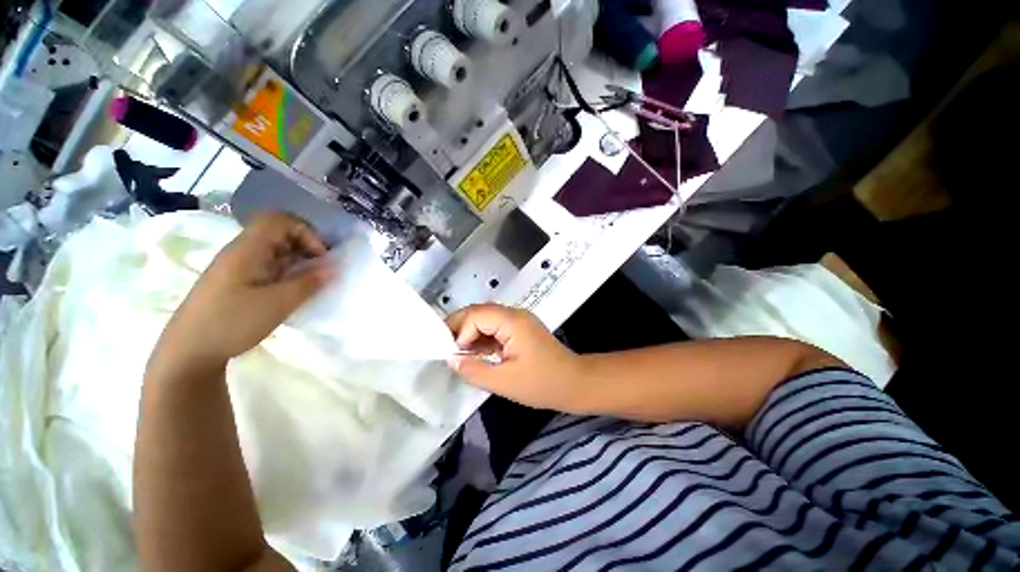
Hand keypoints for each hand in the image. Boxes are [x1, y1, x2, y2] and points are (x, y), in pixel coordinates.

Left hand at [157, 212, 333, 366]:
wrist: (188, 351)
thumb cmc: (232, 322)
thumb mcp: (278, 303)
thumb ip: (308, 282)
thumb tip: (333, 267)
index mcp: (248, 249)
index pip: (281, 220)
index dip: (307, 232)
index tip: (320, 257)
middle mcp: (242, 251)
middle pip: (280, 233)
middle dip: (307, 247)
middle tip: (321, 270)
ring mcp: (239, 267)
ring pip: (276, 251)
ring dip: (299, 262)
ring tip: (310, 283)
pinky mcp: (238, 281)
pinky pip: (269, 267)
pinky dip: (288, 273)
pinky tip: (292, 292)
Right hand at [446, 304, 587, 412]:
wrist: (574, 383)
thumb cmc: (542, 383)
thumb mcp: (504, 382)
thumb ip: (473, 369)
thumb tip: (451, 359)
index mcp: (512, 321)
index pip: (476, 315)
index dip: (460, 332)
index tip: (454, 354)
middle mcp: (514, 315)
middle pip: (479, 312)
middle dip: (460, 328)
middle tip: (446, 349)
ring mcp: (518, 321)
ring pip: (486, 319)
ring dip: (470, 333)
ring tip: (457, 352)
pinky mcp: (520, 329)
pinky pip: (495, 327)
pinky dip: (482, 338)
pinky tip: (475, 353)